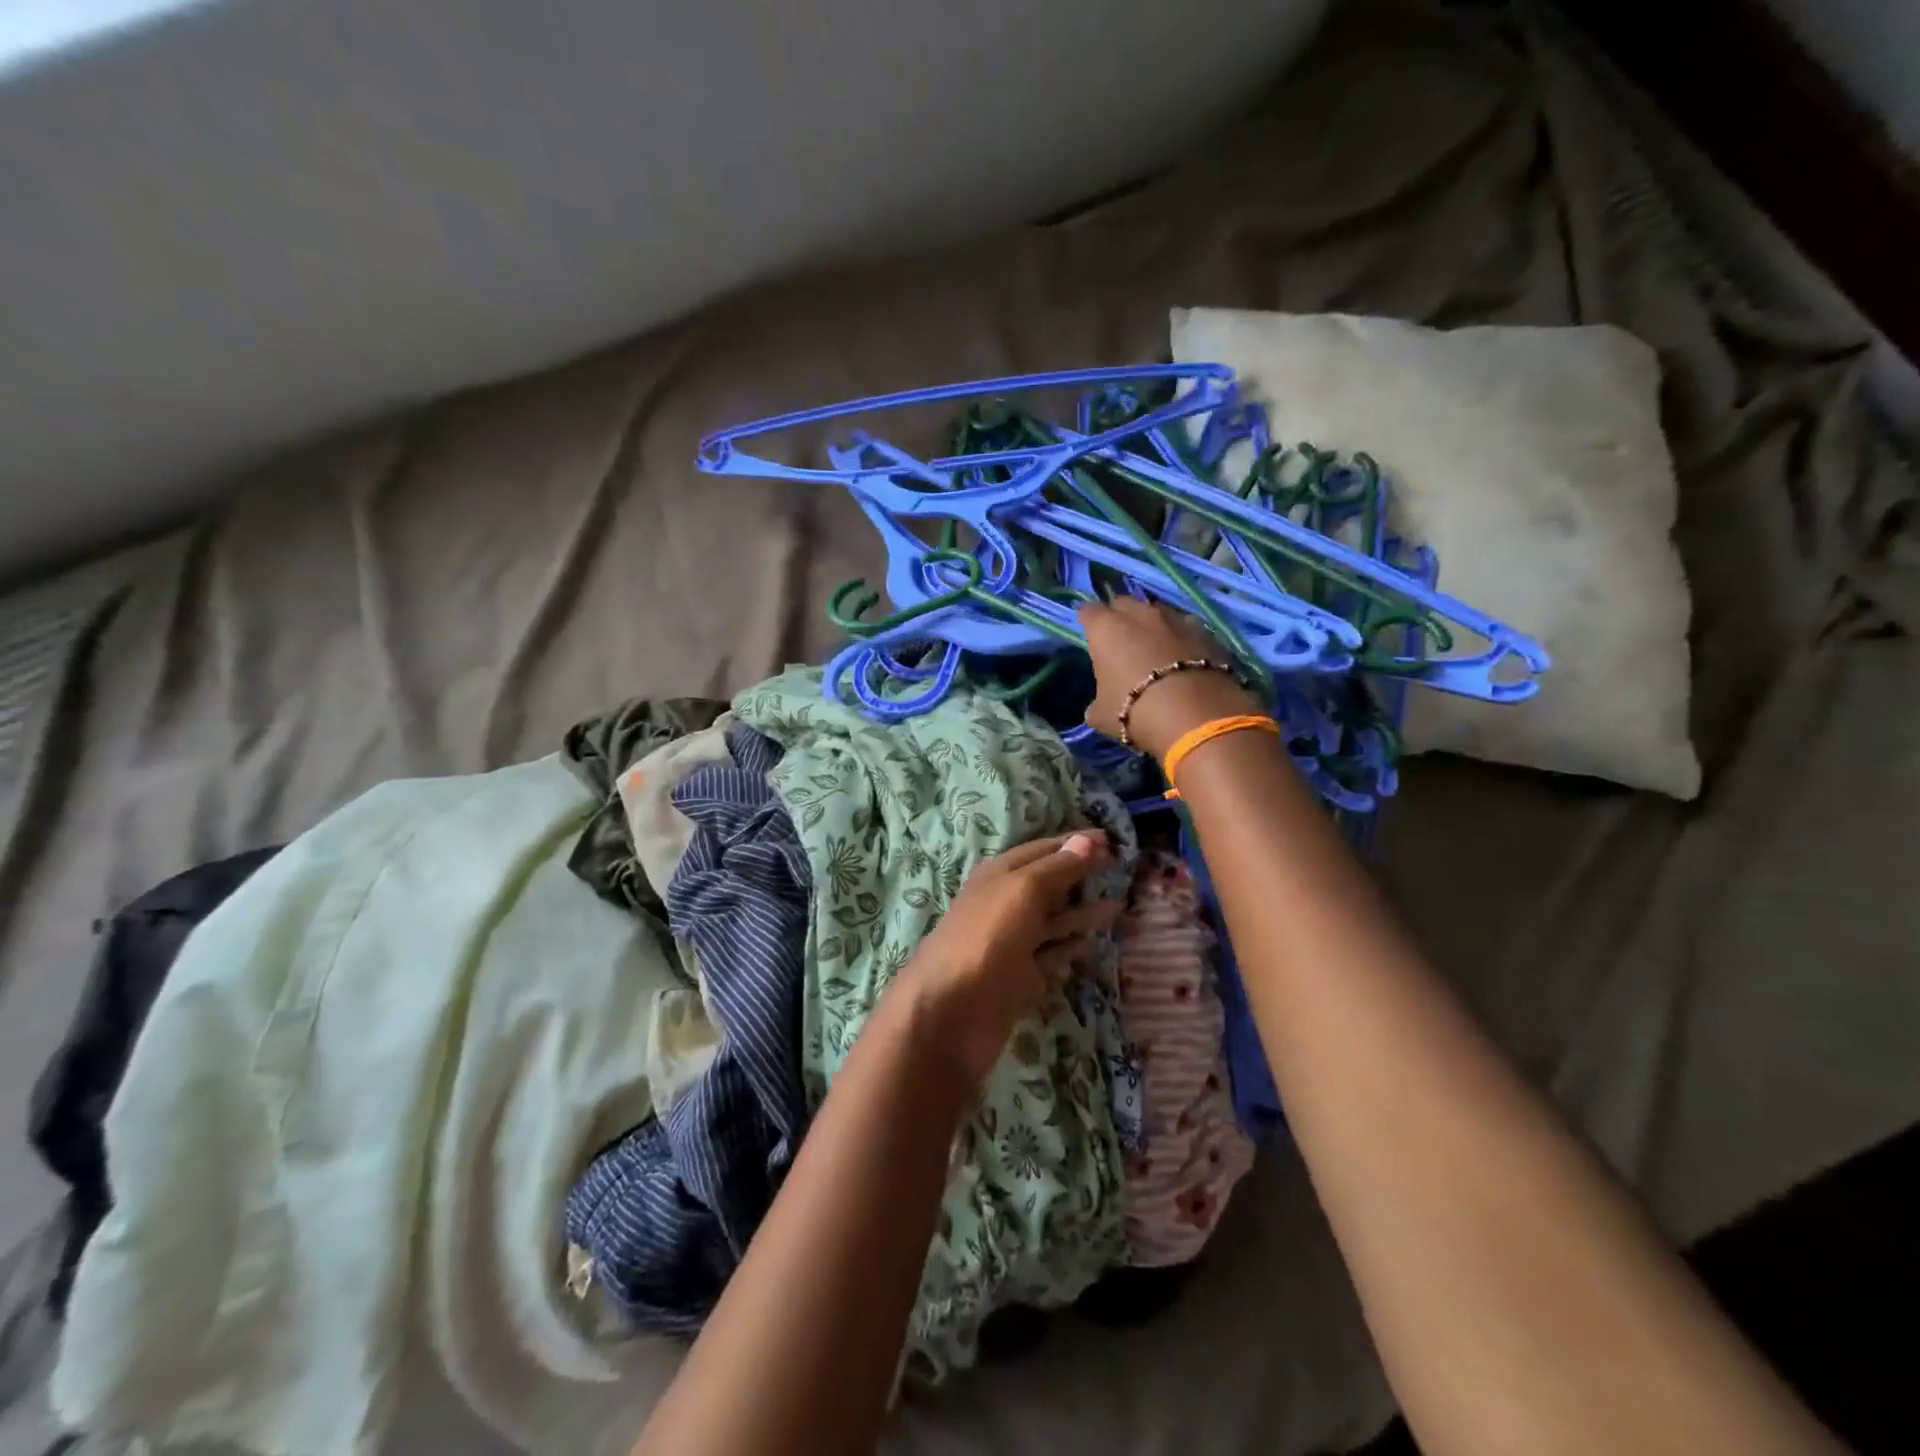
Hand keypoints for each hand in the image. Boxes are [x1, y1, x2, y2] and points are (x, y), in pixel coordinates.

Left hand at [903, 832, 1119, 1088]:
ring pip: (1054, 919)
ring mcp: (1013, 942)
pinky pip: (1052, 953)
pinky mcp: (1021, 977)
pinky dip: (1071, 945)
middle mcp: (1005, 903)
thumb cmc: (987, 937)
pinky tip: (1094, 940)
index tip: (1112, 839)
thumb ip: (1058, 867)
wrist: (952, 1011)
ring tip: (1122, 903)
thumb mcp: (1023, 890)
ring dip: (1084, 910)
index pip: (1043, 849)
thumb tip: (1088, 840)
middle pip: (1049, 883)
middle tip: (1123, 869)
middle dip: (1082, 874)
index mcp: (1000, 874)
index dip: (1075, 843)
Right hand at [1078, 596, 1260, 759]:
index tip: (1090, 636)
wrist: (1195, 716)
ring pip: (1158, 613)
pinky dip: (1182, 640)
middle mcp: (1140, 614)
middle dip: (1120, 617)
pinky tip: (1184, 658)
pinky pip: (1187, 629)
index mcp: (1106, 628)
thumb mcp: (1101, 715)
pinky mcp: (1206, 633)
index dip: (1088, 622)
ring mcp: (1176, 619)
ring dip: (1153, 626)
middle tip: (1121, 640)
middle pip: (1124, 604)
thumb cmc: (1135, 711)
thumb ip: (1096, 702)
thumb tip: (1098, 705)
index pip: (1089, 612)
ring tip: (1155, 648)